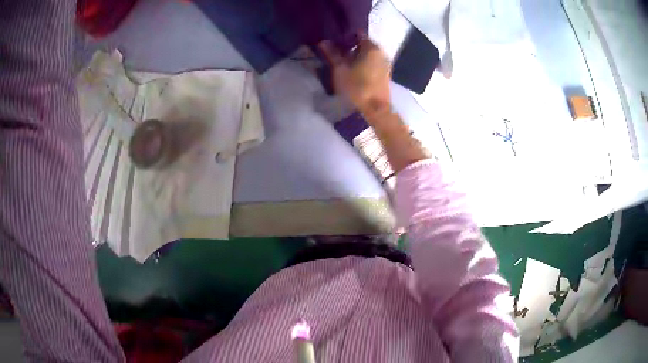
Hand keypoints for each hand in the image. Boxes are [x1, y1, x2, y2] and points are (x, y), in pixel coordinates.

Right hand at [319, 37, 391, 118]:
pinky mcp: (384, 77)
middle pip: (364, 46)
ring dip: (356, 58)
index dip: (346, 36)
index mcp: (372, 48)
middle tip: (335, 52)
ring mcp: (385, 66)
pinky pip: (371, 65)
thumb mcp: (340, 70)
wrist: (375, 112)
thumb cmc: (356, 88)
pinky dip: (362, 65)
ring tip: (342, 63)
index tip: (334, 40)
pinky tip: (352, 72)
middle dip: (350, 47)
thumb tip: (324, 41)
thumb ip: (332, 54)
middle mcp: (381, 54)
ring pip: (368, 56)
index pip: (358, 34)